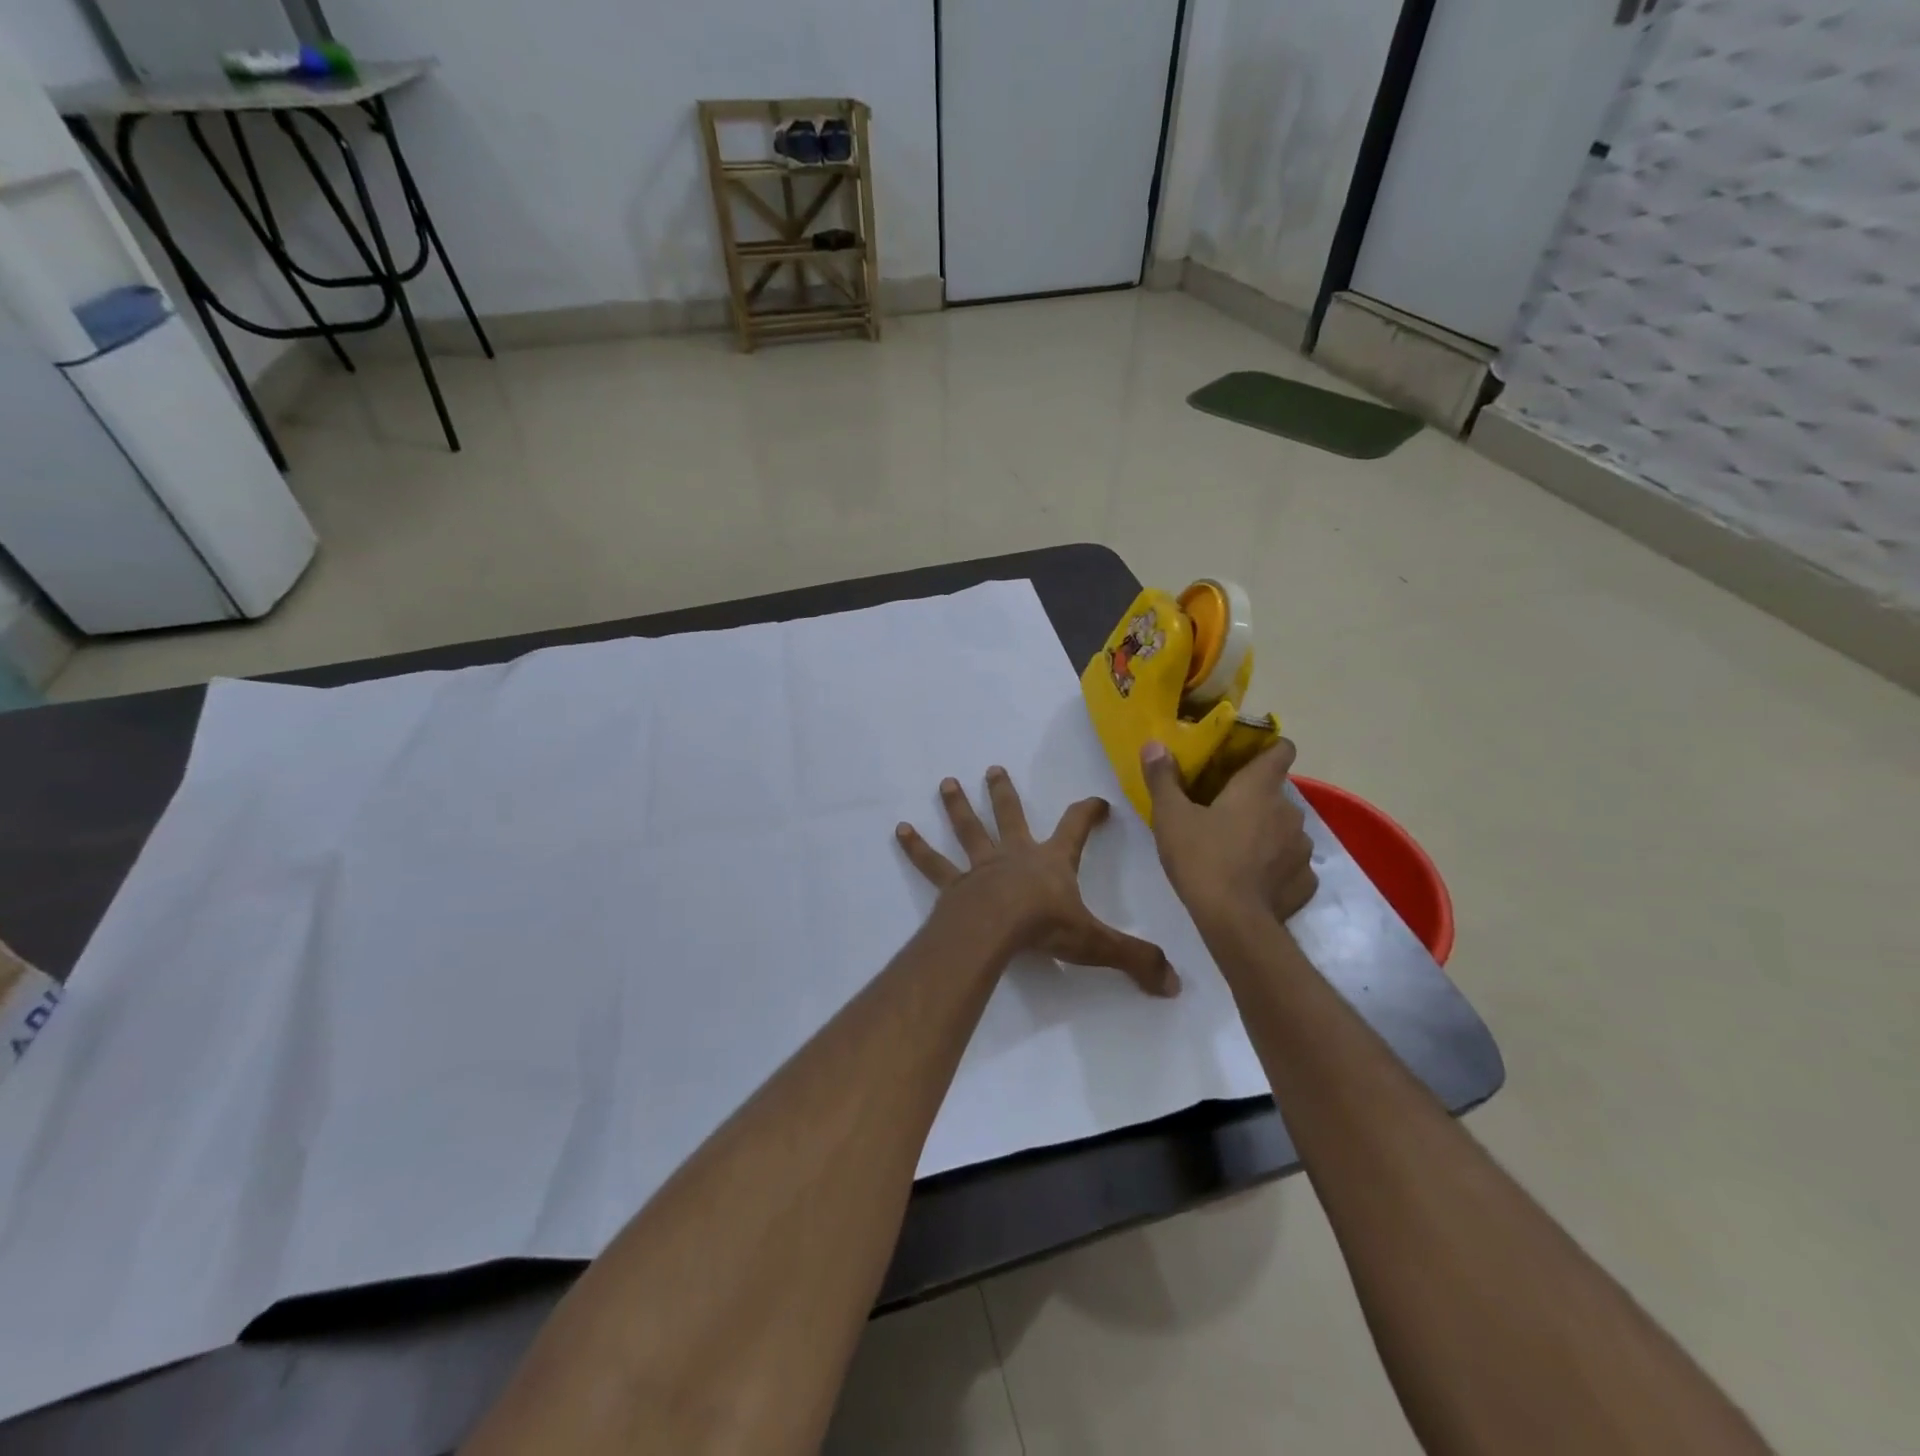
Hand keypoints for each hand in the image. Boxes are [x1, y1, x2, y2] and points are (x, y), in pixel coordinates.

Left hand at [897, 768, 1180, 996]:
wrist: (995, 930)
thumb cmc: (1046, 928)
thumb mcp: (1097, 944)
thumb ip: (1136, 960)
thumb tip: (1175, 984)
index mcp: (1051, 862)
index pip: (1076, 827)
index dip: (1089, 813)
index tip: (1098, 802)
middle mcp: (1015, 855)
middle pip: (1010, 816)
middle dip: (1004, 793)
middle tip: (992, 769)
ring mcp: (981, 867)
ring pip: (968, 830)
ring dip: (957, 806)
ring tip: (945, 783)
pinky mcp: (954, 886)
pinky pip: (933, 864)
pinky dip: (916, 848)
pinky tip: (899, 830)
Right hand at [1141, 737, 1317, 929]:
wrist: (1234, 922)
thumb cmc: (1201, 859)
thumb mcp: (1170, 817)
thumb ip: (1163, 778)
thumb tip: (1154, 745)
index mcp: (1259, 788)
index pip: (1281, 750)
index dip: (1268, 749)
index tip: (1247, 758)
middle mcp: (1289, 811)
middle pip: (1276, 793)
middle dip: (1255, 799)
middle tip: (1224, 813)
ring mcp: (1302, 847)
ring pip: (1286, 829)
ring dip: (1267, 833)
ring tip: (1238, 849)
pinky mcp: (1306, 880)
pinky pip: (1292, 864)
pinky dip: (1277, 866)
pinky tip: (1254, 880)